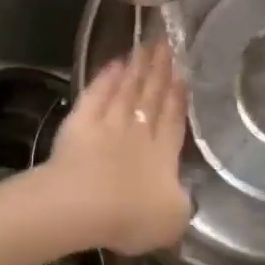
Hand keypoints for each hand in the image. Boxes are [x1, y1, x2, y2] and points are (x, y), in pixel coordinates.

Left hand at [45, 42, 192, 255]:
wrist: (82, 204)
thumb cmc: (130, 215)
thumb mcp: (172, 220)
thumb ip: (182, 204)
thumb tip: (184, 196)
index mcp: (163, 155)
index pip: (174, 120)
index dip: (179, 98)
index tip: (183, 73)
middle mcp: (138, 133)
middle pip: (151, 97)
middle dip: (160, 72)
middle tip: (166, 44)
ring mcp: (108, 125)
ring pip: (126, 90)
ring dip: (136, 69)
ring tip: (145, 47)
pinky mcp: (80, 123)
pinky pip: (96, 95)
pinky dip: (105, 79)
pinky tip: (113, 64)